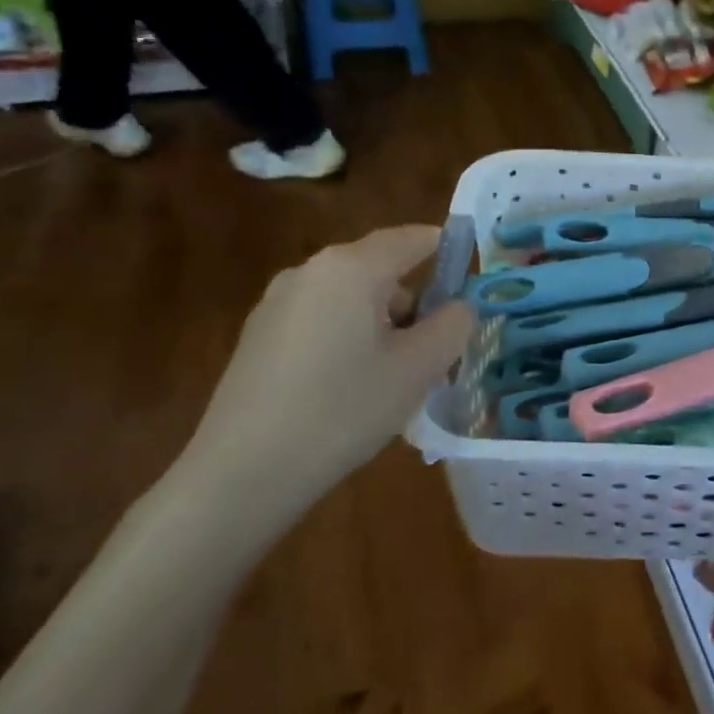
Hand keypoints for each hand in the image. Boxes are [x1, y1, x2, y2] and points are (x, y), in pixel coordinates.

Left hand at [179, 225, 473, 514]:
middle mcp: (311, 271)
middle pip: (381, 269)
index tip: (471, 281)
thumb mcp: (420, 368)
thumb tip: (459, 307)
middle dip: (415, 301)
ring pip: (351, 298)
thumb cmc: (344, 410)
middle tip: (438, 348)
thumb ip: (454, 324)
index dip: (448, 251)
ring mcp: (277, 303)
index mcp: (352, 267)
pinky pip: (321, 320)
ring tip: (395, 378)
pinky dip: (348, 339)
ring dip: (382, 323)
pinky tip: (349, 389)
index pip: (413, 238)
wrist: (242, 474)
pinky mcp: (258, 336)